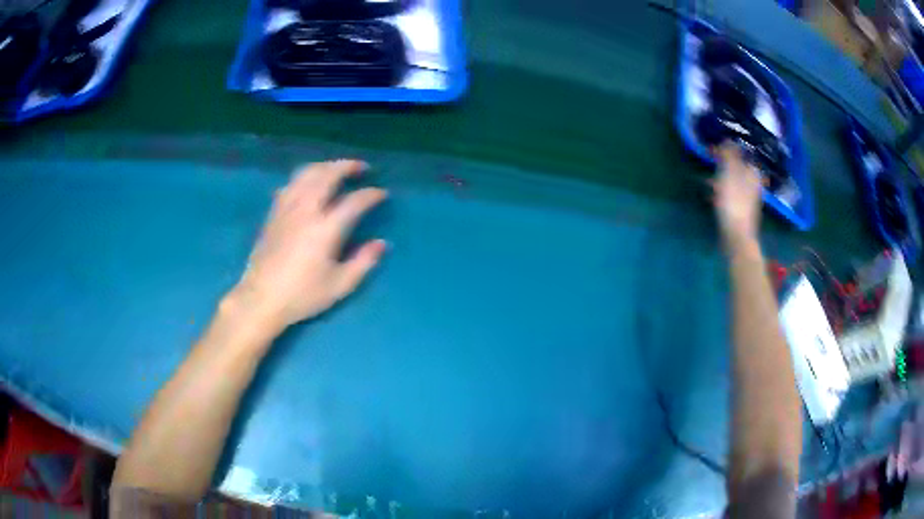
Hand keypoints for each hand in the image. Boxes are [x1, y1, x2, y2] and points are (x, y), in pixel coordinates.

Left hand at [230, 160, 387, 331]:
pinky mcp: (274, 213)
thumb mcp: (339, 285)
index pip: (354, 201)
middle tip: (362, 168)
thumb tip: (382, 243)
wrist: (261, 298)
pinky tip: (309, 184)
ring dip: (326, 166)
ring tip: (337, 170)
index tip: (382, 194)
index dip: (371, 194)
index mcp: (325, 229)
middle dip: (348, 166)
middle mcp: (306, 210)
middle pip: (328, 174)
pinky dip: (305, 177)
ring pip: (307, 173)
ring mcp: (287, 208)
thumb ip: (364, 262)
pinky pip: (291, 183)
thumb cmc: (302, 295)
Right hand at [712, 143, 761, 248]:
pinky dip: (721, 192)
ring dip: (720, 178)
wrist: (737, 236)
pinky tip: (712, 196)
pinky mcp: (742, 210)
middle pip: (737, 167)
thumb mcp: (728, 173)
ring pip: (733, 181)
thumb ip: (728, 155)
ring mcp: (748, 198)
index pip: (740, 153)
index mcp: (752, 172)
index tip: (712, 150)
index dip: (726, 150)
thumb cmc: (733, 202)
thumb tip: (727, 139)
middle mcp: (753, 183)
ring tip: (707, 180)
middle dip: (723, 164)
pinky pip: (731, 194)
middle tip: (709, 163)